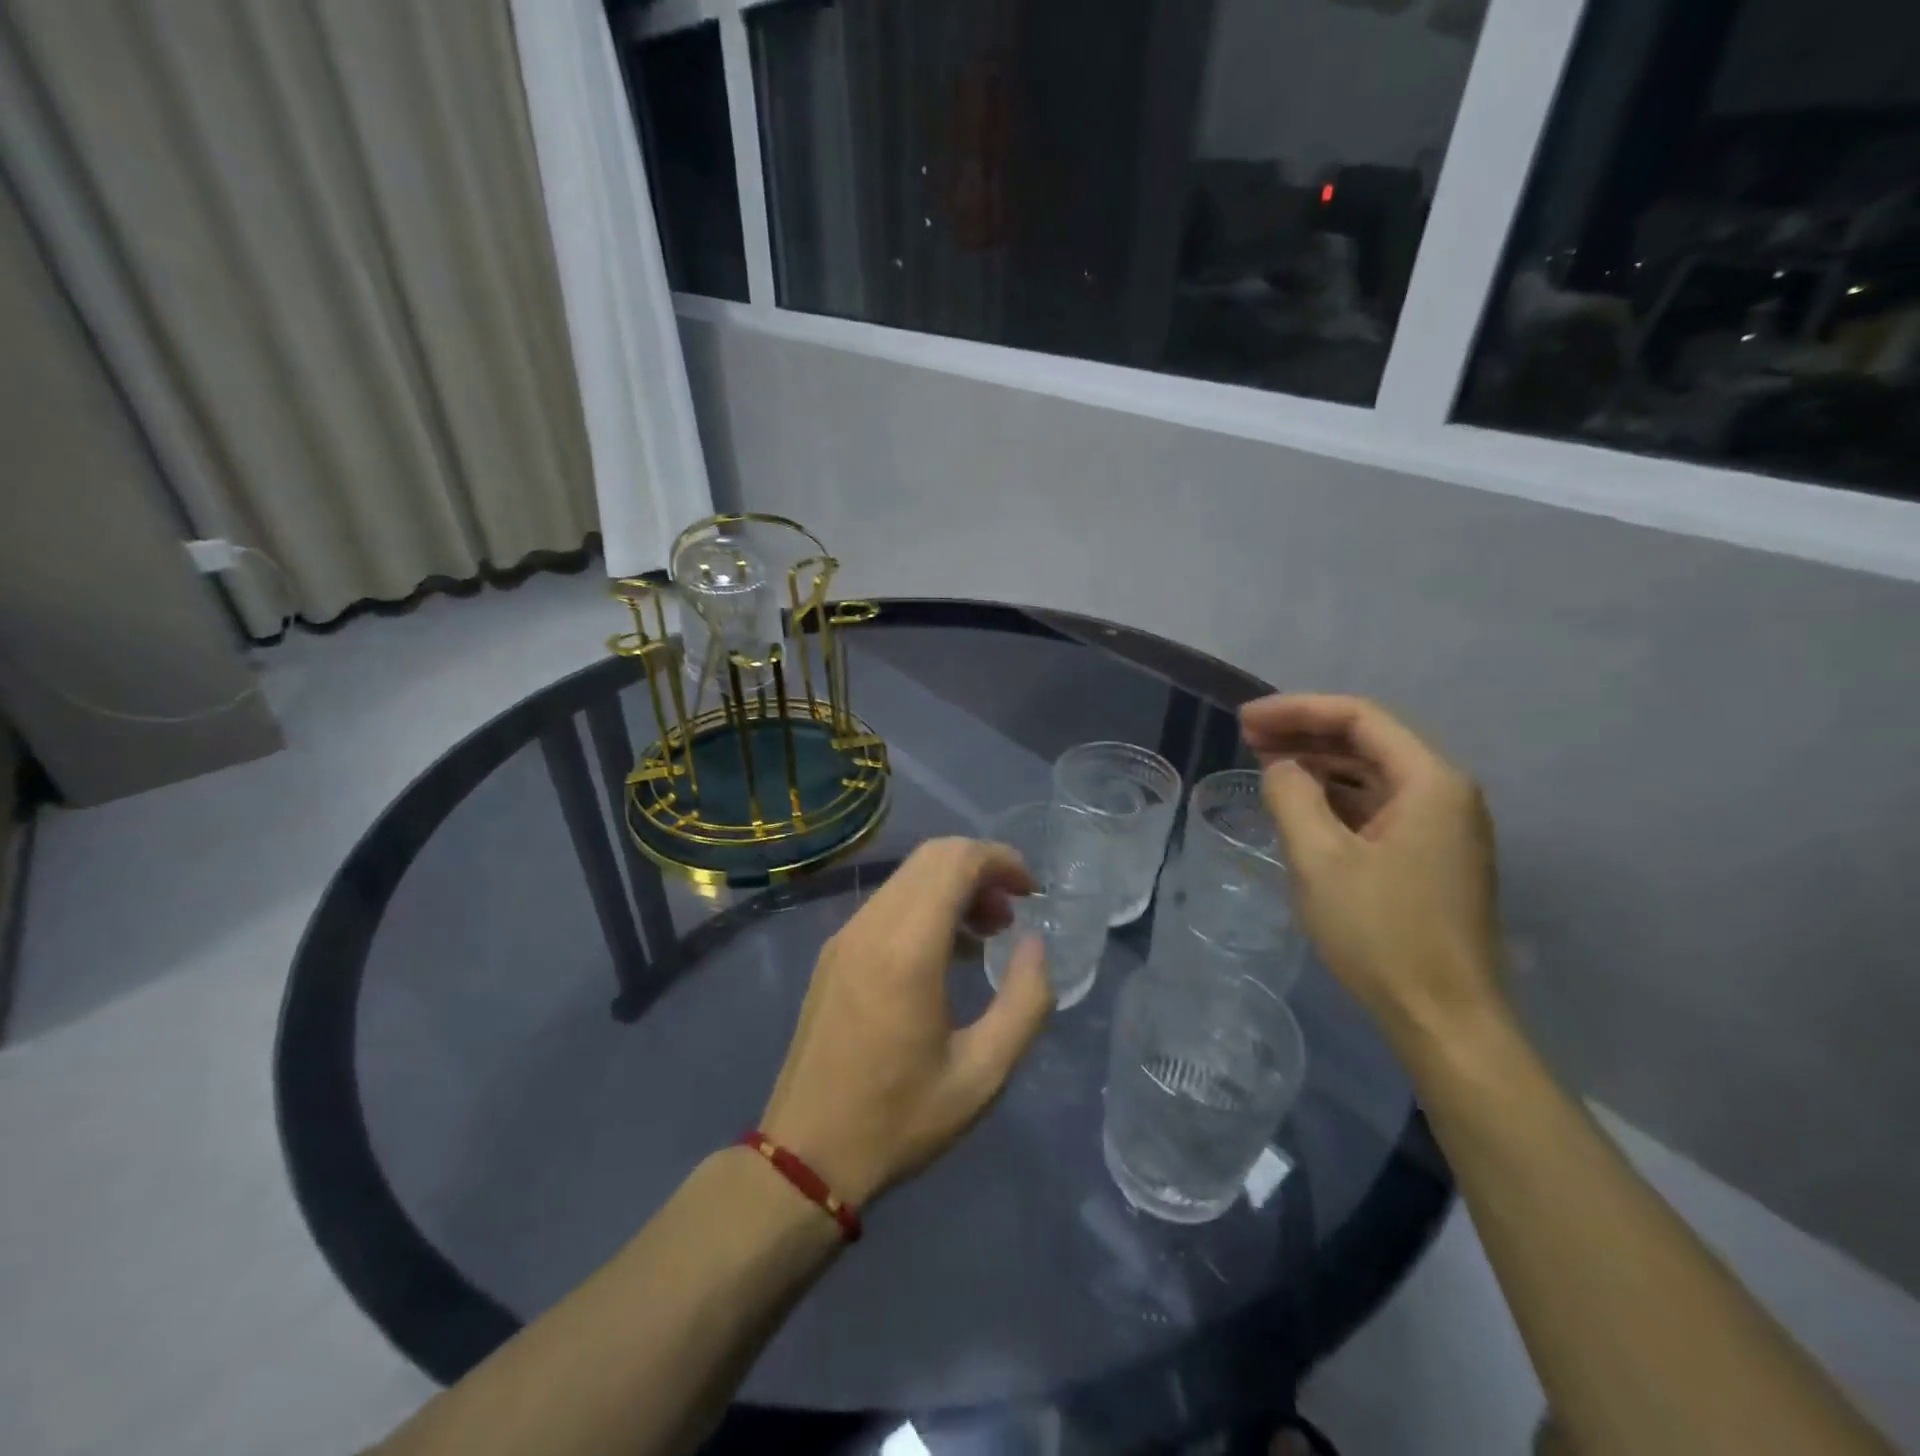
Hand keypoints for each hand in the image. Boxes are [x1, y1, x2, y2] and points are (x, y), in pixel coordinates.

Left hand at [760, 838, 1054, 1206]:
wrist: (805, 1156)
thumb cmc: (900, 1119)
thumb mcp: (982, 1074)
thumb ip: (1024, 1002)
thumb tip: (1035, 945)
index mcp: (906, 949)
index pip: (955, 861)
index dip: (1001, 860)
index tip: (1032, 891)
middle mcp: (871, 926)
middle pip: (931, 858)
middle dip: (980, 868)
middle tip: (1012, 913)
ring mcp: (845, 936)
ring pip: (907, 877)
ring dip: (953, 887)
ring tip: (986, 934)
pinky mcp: (833, 953)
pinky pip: (887, 904)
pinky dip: (925, 905)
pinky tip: (945, 954)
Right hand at [1242, 694, 1504, 1050]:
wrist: (1444, 1019)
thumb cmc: (1381, 933)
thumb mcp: (1319, 859)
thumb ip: (1292, 796)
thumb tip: (1281, 768)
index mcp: (1430, 782)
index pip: (1359, 719)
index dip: (1297, 710)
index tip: (1246, 720)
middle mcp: (1445, 793)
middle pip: (1369, 741)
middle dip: (1306, 733)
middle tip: (1247, 737)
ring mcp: (1443, 827)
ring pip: (1373, 774)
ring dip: (1319, 764)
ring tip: (1266, 764)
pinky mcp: (1432, 856)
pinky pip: (1379, 806)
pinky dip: (1336, 797)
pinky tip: (1301, 804)